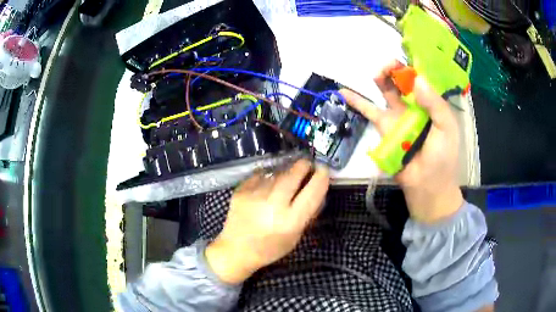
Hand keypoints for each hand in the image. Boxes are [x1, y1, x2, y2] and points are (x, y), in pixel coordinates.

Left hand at [205, 160, 328, 283]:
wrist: (235, 250)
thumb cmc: (269, 248)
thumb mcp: (295, 236)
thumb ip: (307, 213)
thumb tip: (317, 189)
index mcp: (290, 221)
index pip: (313, 192)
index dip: (321, 177)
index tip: (324, 170)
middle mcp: (273, 205)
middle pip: (293, 174)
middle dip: (303, 166)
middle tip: (307, 165)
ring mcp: (255, 195)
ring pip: (277, 173)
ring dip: (286, 172)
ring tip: (287, 177)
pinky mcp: (241, 190)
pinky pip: (261, 175)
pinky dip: (269, 177)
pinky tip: (268, 185)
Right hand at [340, 61, 462, 223]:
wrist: (427, 186)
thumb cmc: (442, 158)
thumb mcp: (446, 128)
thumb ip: (435, 104)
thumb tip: (416, 79)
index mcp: (432, 104)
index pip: (421, 78)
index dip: (413, 67)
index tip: (405, 62)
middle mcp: (415, 106)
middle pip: (402, 81)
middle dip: (395, 69)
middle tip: (388, 66)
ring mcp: (398, 116)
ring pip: (387, 91)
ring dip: (380, 79)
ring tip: (375, 73)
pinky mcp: (384, 128)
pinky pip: (369, 112)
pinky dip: (357, 102)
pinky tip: (343, 92)